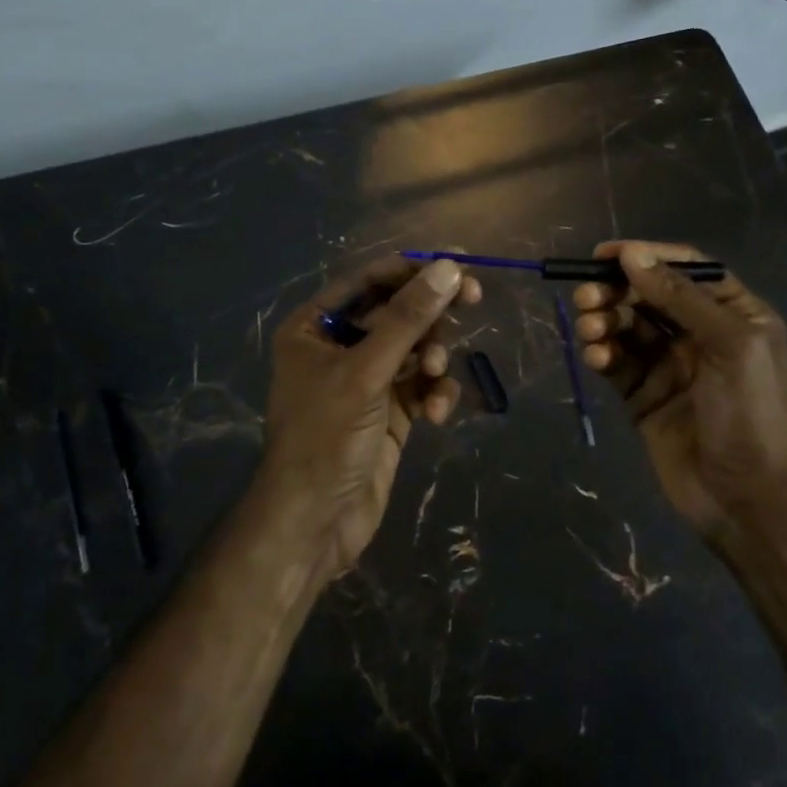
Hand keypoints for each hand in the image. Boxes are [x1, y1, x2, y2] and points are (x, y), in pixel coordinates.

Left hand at [259, 255, 481, 578]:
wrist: (314, 525)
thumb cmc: (325, 436)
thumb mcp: (365, 371)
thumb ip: (408, 318)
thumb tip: (448, 267)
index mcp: (315, 327)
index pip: (370, 281)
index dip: (414, 268)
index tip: (459, 262)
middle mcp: (339, 347)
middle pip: (397, 311)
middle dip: (430, 313)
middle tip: (472, 298)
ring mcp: (365, 380)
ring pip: (414, 347)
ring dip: (432, 357)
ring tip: (434, 375)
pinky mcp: (388, 412)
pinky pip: (420, 385)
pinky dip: (433, 392)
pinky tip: (437, 413)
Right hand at [573, 240, 786, 538]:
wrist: (746, 499)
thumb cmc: (750, 413)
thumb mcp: (729, 344)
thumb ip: (680, 297)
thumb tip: (632, 255)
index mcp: (732, 314)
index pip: (685, 269)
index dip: (646, 256)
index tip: (605, 255)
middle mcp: (699, 332)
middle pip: (648, 294)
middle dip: (616, 290)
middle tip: (587, 296)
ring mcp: (669, 364)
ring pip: (626, 326)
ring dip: (603, 320)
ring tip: (589, 328)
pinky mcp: (643, 394)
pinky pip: (616, 361)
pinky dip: (601, 353)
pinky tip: (596, 357)